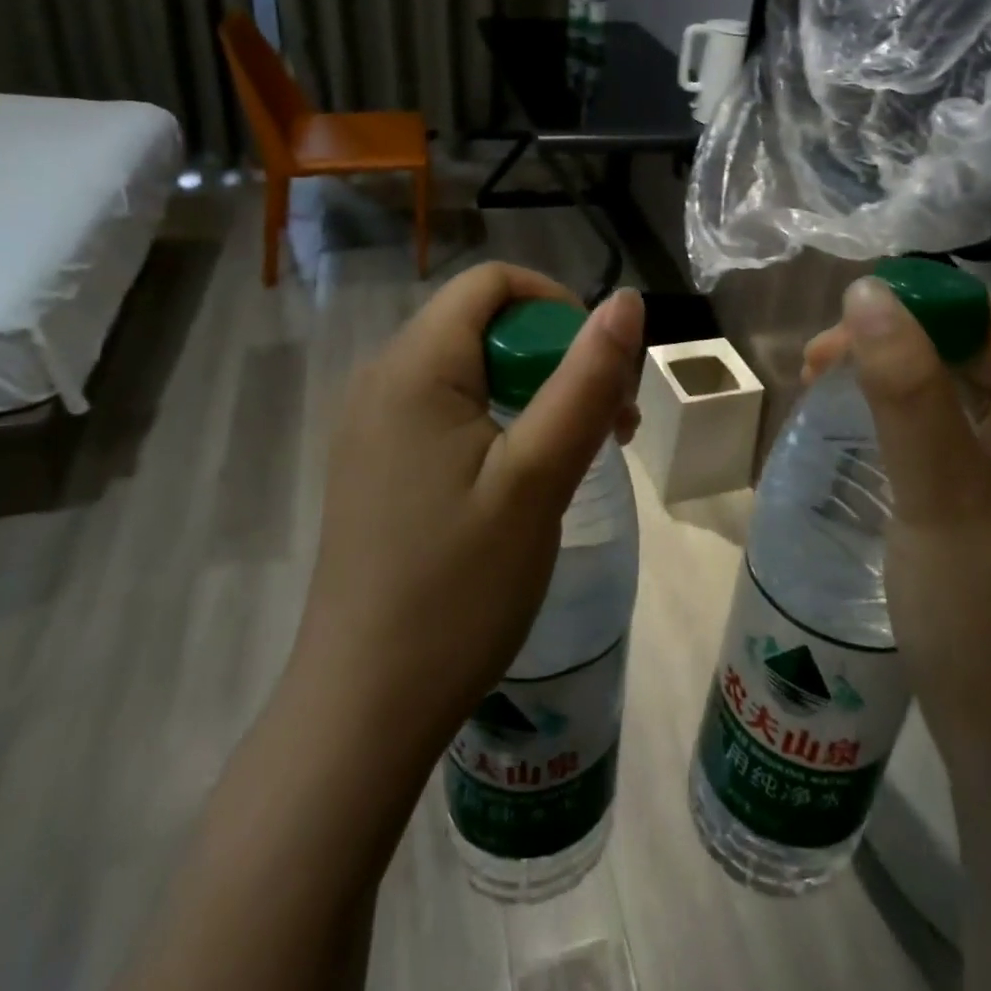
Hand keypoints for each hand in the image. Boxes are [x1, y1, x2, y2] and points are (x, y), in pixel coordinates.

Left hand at [293, 264, 643, 763]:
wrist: (365, 707)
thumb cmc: (458, 588)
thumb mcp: (538, 477)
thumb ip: (585, 381)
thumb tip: (625, 300)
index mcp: (413, 367)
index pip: (492, 283)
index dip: (557, 304)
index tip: (602, 366)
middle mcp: (382, 378)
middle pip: (484, 323)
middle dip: (556, 354)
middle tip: (609, 424)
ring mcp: (372, 424)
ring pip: (472, 367)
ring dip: (536, 390)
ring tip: (580, 453)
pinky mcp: (377, 463)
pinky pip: (448, 408)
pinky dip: (501, 419)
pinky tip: (527, 476)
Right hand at [804, 279, 990, 771]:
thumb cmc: (982, 612)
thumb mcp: (938, 491)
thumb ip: (905, 388)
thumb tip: (867, 291)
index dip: (922, 305)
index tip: (843, 319)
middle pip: (979, 351)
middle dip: (898, 342)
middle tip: (819, 360)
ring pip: (964, 387)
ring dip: (897, 375)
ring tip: (826, 381)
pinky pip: (960, 427)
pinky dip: (909, 413)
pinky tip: (865, 419)